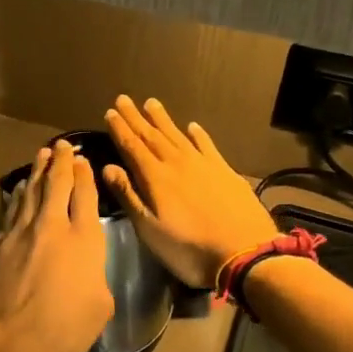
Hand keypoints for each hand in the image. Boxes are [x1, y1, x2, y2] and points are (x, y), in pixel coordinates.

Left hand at [0, 142, 113, 351]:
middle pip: (55, 183)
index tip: (83, 160)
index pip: (85, 195)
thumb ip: (96, 276)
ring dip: (37, 171)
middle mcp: (51, 226)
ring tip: (41, 155)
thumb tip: (85, 268)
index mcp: (84, 239)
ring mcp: (19, 232)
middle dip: (60, 161)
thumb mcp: (100, 306)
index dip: (84, 174)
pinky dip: (17, 195)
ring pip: (29, 191)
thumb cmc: (63, 330)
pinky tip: (18, 190)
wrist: (8, 342)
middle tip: (61, 145)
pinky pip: (10, 210)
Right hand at [103, 96, 277, 288]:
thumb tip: (108, 166)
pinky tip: (192, 126)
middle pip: (153, 135)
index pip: (133, 146)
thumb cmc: (188, 247)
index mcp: (155, 177)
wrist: (244, 252)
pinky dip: (198, 134)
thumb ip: (128, 195)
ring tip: (152, 103)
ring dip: (163, 119)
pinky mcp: (226, 171)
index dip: (120, 129)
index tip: (111, 112)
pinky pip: (207, 145)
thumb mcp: (149, 228)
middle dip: (136, 118)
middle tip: (124, 99)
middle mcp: (178, 163)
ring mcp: (204, 164)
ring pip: (178, 135)